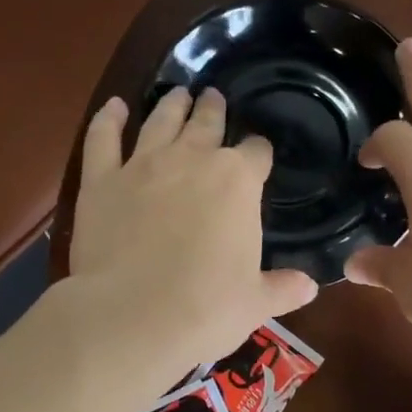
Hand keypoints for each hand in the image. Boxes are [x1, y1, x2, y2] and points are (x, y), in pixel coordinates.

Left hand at [68, 87, 317, 384]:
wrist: (132, 317)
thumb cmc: (206, 309)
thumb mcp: (256, 303)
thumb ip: (283, 288)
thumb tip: (310, 287)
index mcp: (238, 181)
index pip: (256, 152)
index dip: (259, 152)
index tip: (259, 155)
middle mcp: (192, 159)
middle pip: (207, 123)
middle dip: (214, 110)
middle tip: (214, 98)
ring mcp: (143, 165)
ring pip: (160, 121)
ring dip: (172, 105)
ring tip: (178, 93)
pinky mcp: (101, 180)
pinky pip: (103, 138)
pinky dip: (108, 119)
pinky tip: (114, 106)